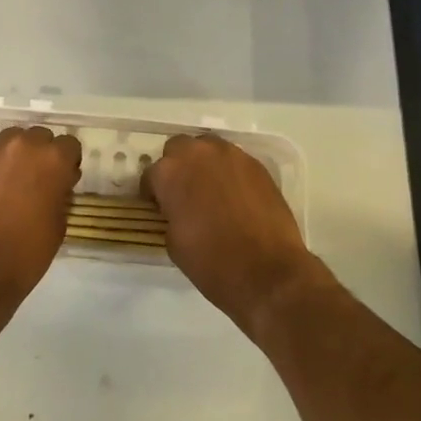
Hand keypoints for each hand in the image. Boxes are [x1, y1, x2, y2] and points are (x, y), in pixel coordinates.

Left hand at [0, 125, 80, 313]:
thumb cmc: (24, 256)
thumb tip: (58, 184)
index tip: (65, 180)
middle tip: (39, 180)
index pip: (70, 145)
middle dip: (43, 154)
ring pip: (13, 140)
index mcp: (52, 160)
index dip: (69, 162)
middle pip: (40, 137)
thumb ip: (61, 194)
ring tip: (14, 182)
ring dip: (18, 155)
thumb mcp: (58, 226)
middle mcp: (23, 146)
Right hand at [144, 133, 326, 336]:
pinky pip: (233, 160)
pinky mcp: (256, 164)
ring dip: (204, 163)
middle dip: (178, 167)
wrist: (269, 273)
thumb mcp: (174, 244)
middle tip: (184, 193)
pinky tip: (235, 196)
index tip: (159, 207)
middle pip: (178, 148)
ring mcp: (230, 154)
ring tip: (211, 190)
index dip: (153, 192)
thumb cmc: (213, 263)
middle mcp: (198, 153)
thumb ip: (170, 215)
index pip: (151, 174)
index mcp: (170, 173)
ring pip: (208, 147)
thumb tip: (176, 209)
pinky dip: (228, 172)